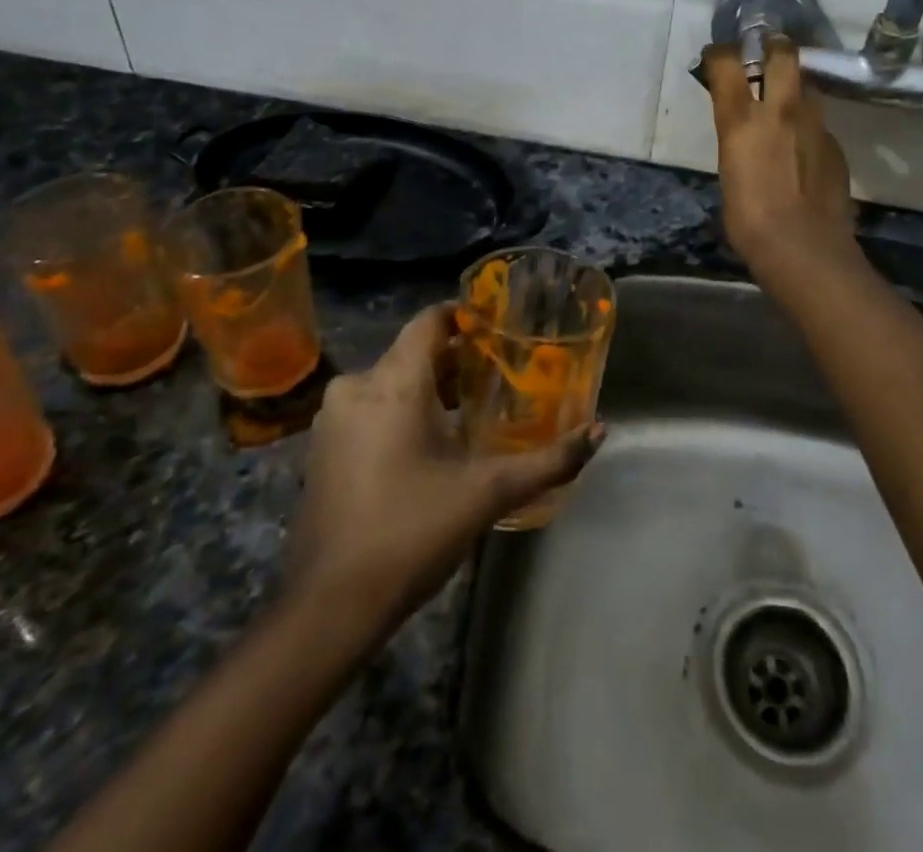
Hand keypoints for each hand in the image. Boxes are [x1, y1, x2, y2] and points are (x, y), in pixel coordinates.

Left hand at [284, 305, 603, 623]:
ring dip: (432, 388)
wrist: (330, 607)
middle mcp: (357, 387)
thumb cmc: (412, 532)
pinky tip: (433, 442)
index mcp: (393, 382)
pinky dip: (404, 410)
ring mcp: (334, 419)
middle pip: (415, 352)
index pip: (430, 319)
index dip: (466, 315)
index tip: (502, 327)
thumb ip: (548, 461)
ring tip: (476, 407)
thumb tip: (599, 431)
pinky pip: (372, 407)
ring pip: (392, 381)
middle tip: (503, 372)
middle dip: (459, 359)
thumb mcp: (488, 493)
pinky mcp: (324, 448)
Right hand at [700, 39, 856, 280]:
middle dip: (773, 46)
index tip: (717, 57)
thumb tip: (745, 135)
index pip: (727, 63)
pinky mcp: (835, 144)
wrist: (804, 247)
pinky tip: (803, 149)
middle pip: (782, 54)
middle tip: (767, 50)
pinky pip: (819, 123)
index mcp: (741, 119)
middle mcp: (780, 110)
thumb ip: (738, 143)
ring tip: (786, 104)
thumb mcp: (729, 173)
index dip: (720, 54)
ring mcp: (814, 124)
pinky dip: (808, 126)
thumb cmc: (749, 220)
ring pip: (806, 87)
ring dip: (794, 87)